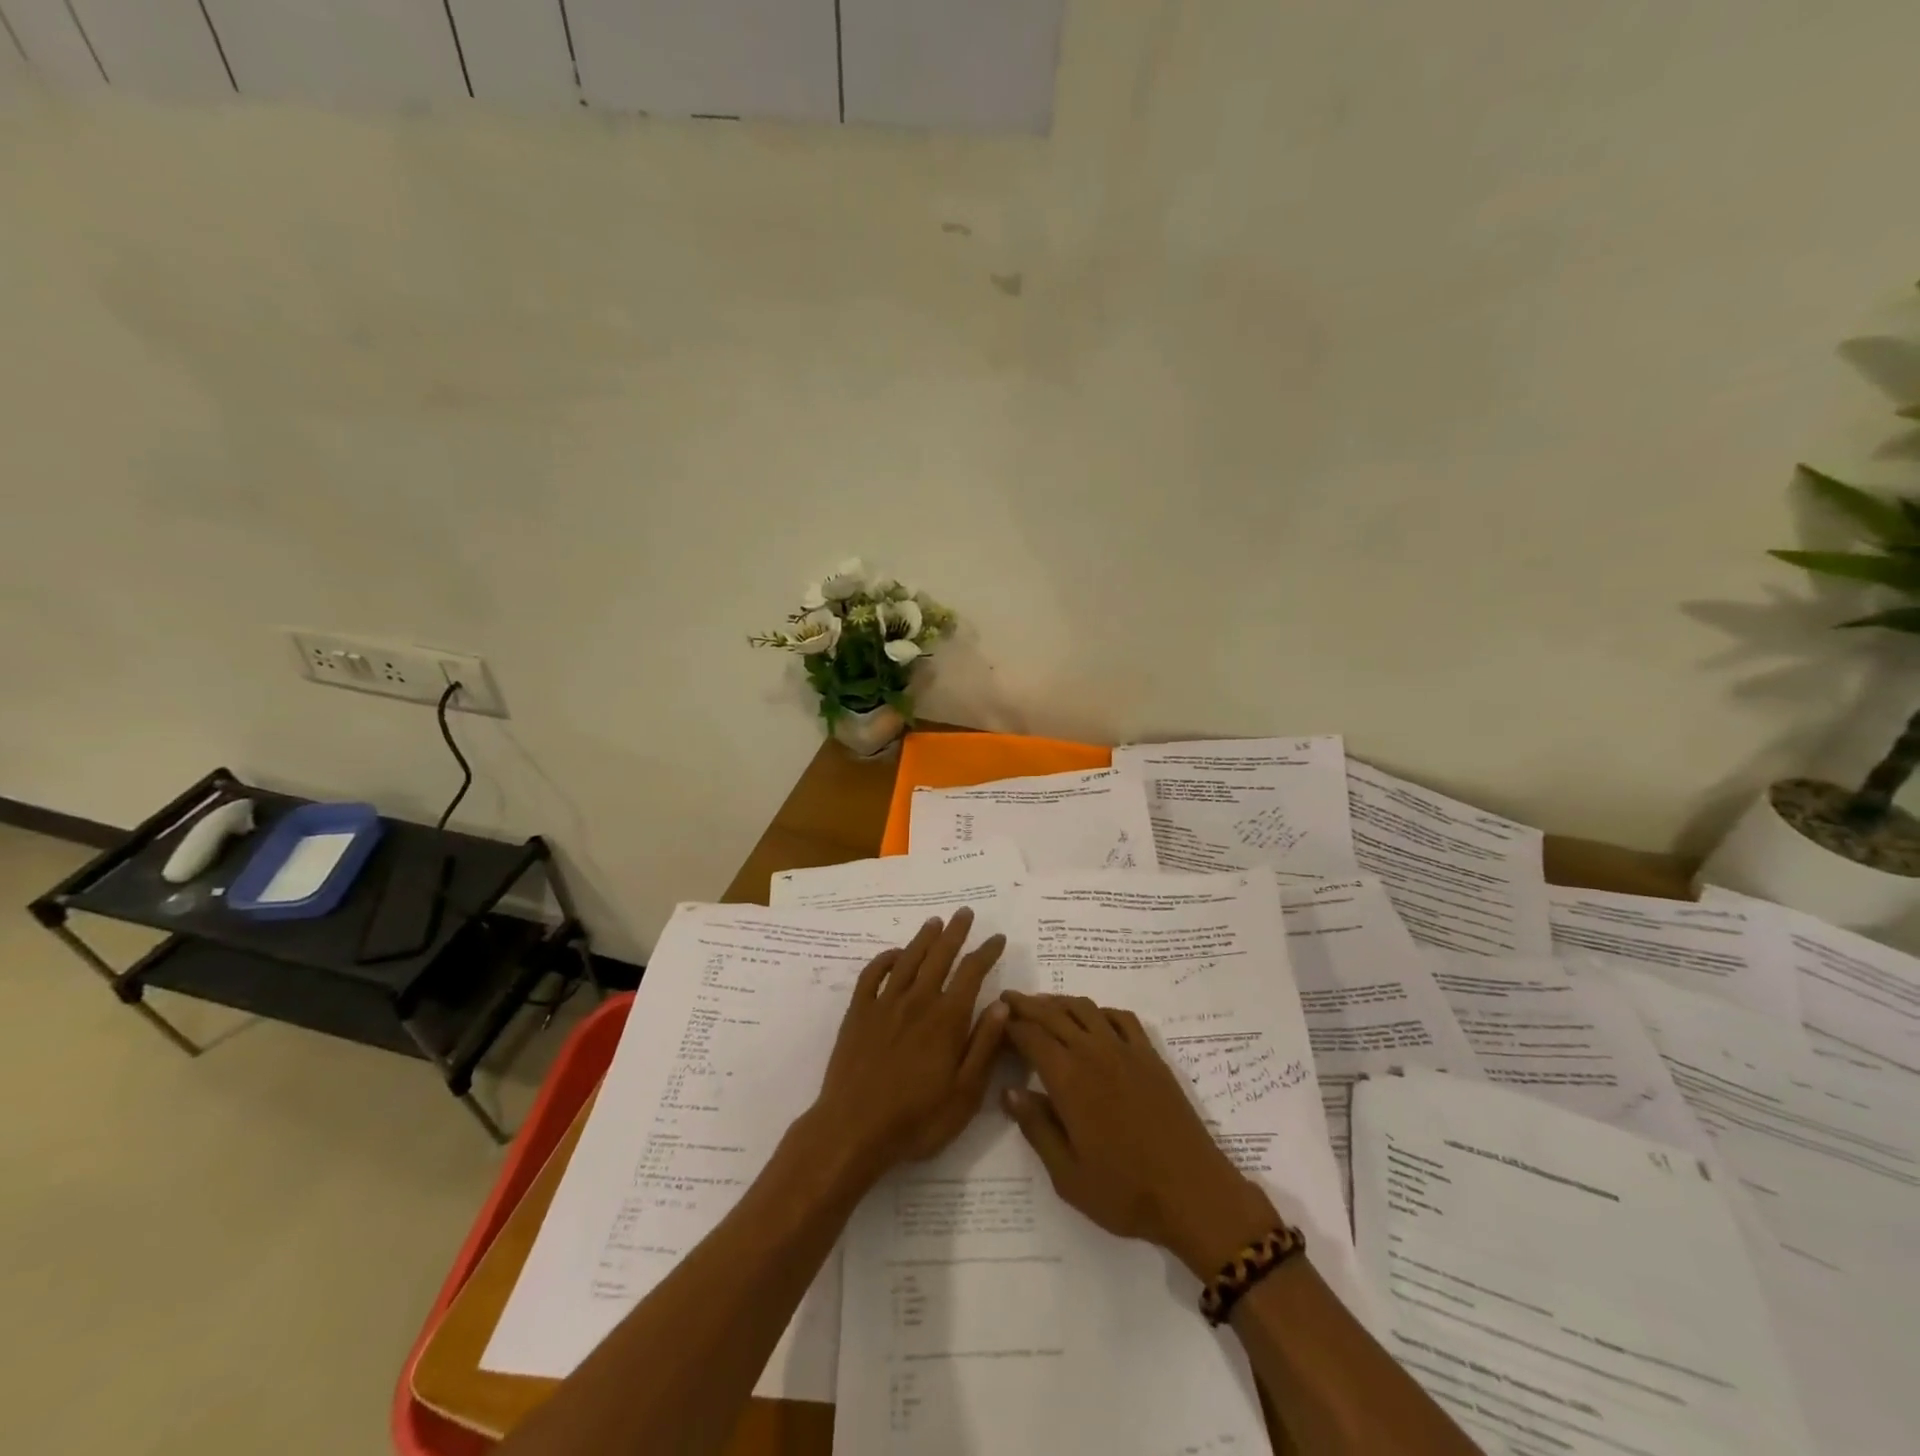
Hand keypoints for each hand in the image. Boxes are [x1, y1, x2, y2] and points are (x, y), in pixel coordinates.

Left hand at [811, 909, 1008, 1179]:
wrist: (853, 1130)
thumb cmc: (917, 1119)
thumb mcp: (965, 1093)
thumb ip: (984, 1045)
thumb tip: (1001, 1004)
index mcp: (947, 1019)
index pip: (972, 974)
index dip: (986, 953)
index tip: (998, 938)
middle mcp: (918, 1001)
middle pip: (940, 956)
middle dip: (956, 933)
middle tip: (965, 912)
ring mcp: (884, 1004)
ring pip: (908, 959)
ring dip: (923, 938)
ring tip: (935, 922)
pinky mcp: (858, 1013)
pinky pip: (872, 975)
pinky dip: (884, 959)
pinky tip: (894, 955)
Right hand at [1001, 992, 1278, 1277]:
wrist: (1193, 1193)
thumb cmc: (1125, 1192)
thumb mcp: (1067, 1175)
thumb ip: (1036, 1128)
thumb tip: (1010, 1091)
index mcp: (1069, 1079)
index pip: (1031, 1037)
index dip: (1010, 1024)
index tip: (995, 1019)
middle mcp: (1094, 1052)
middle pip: (1054, 1014)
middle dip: (1028, 1004)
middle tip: (1008, 999)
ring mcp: (1126, 1050)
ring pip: (1085, 1009)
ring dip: (1060, 1002)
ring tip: (1043, 1004)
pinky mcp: (1150, 1056)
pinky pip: (1121, 1018)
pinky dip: (1099, 1011)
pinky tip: (1093, 1020)